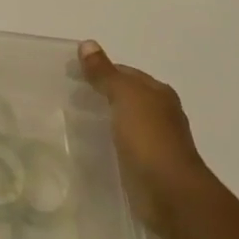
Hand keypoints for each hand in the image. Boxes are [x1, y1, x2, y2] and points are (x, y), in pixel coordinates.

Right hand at [78, 40, 214, 232]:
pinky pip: (121, 148)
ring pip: (122, 123)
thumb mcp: (125, 97)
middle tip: (66, 97)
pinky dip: (106, 143)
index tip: (70, 74)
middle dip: (99, 94)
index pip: (125, 73)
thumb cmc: (150, 138)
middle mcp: (160, 115)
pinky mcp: (146, 168)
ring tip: (71, 121)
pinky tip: (87, 147)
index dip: (99, 70)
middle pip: (124, 97)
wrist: (171, 195)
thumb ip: (105, 73)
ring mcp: (154, 143)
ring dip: (102, 120)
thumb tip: (87, 44)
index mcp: (158, 93)